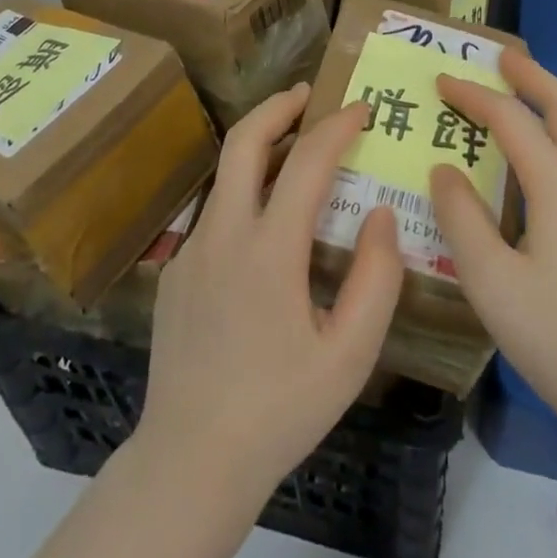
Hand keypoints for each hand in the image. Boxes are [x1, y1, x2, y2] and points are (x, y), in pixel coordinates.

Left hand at [137, 83, 403, 497]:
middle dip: (278, 106)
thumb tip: (380, 215)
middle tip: (307, 94)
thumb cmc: (279, 411)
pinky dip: (245, 191)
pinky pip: (216, 212)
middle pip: (244, 141)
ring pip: (226, 173)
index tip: (362, 110)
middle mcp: (224, 234)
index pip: (307, 161)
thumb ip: (376, 279)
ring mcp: (192, 249)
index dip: (337, 127)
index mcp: (269, 250)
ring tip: (293, 145)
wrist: (189, 463)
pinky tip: (266, 224)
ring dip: (259, 145)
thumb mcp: (349, 356)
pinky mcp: (176, 270)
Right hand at [429, 50, 556, 441]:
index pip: (510, 119)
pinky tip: (535, 163)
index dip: (474, 95)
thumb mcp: (491, 280)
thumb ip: (460, 217)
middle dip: (531, 75)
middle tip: (498, 58)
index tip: (442, 81)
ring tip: (514, 97)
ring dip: (547, 103)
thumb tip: (444, 169)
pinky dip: (556, 135)